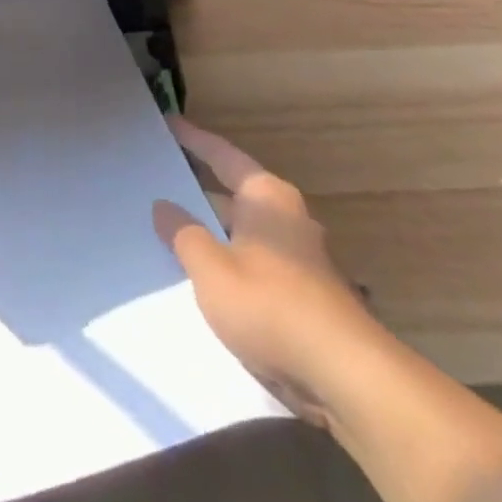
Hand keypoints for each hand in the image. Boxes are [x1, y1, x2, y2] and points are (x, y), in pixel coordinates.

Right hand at [152, 116, 382, 424]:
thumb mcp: (209, 267)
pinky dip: (224, 258)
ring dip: (209, 228)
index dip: (193, 139)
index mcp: (266, 198)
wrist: (345, 378)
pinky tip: (197, 273)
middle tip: (156, 177)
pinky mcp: (302, 294)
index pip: (222, 155)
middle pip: (232, 192)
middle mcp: (286, 218)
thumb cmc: (270, 305)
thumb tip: (164, 206)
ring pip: (241, 230)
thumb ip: (182, 233)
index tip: (168, 123)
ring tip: (166, 225)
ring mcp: (298, 258)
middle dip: (196, 187)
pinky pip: (251, 261)